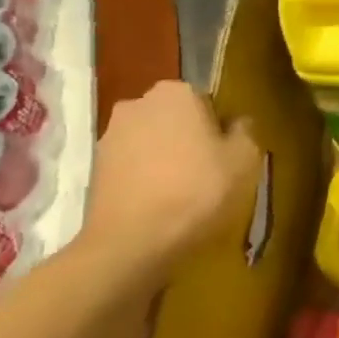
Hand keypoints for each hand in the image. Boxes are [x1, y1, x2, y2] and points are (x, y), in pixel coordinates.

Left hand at [83, 81, 259, 282]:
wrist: (131, 244)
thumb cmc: (196, 190)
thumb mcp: (244, 158)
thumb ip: (245, 131)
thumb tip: (236, 123)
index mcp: (176, 93)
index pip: (207, 101)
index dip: (219, 127)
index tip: (226, 154)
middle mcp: (138, 104)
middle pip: (175, 118)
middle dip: (188, 137)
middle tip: (207, 171)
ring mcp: (110, 137)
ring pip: (151, 141)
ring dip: (164, 157)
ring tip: (181, 192)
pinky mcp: (94, 170)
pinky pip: (132, 165)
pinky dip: (145, 178)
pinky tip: (158, 204)